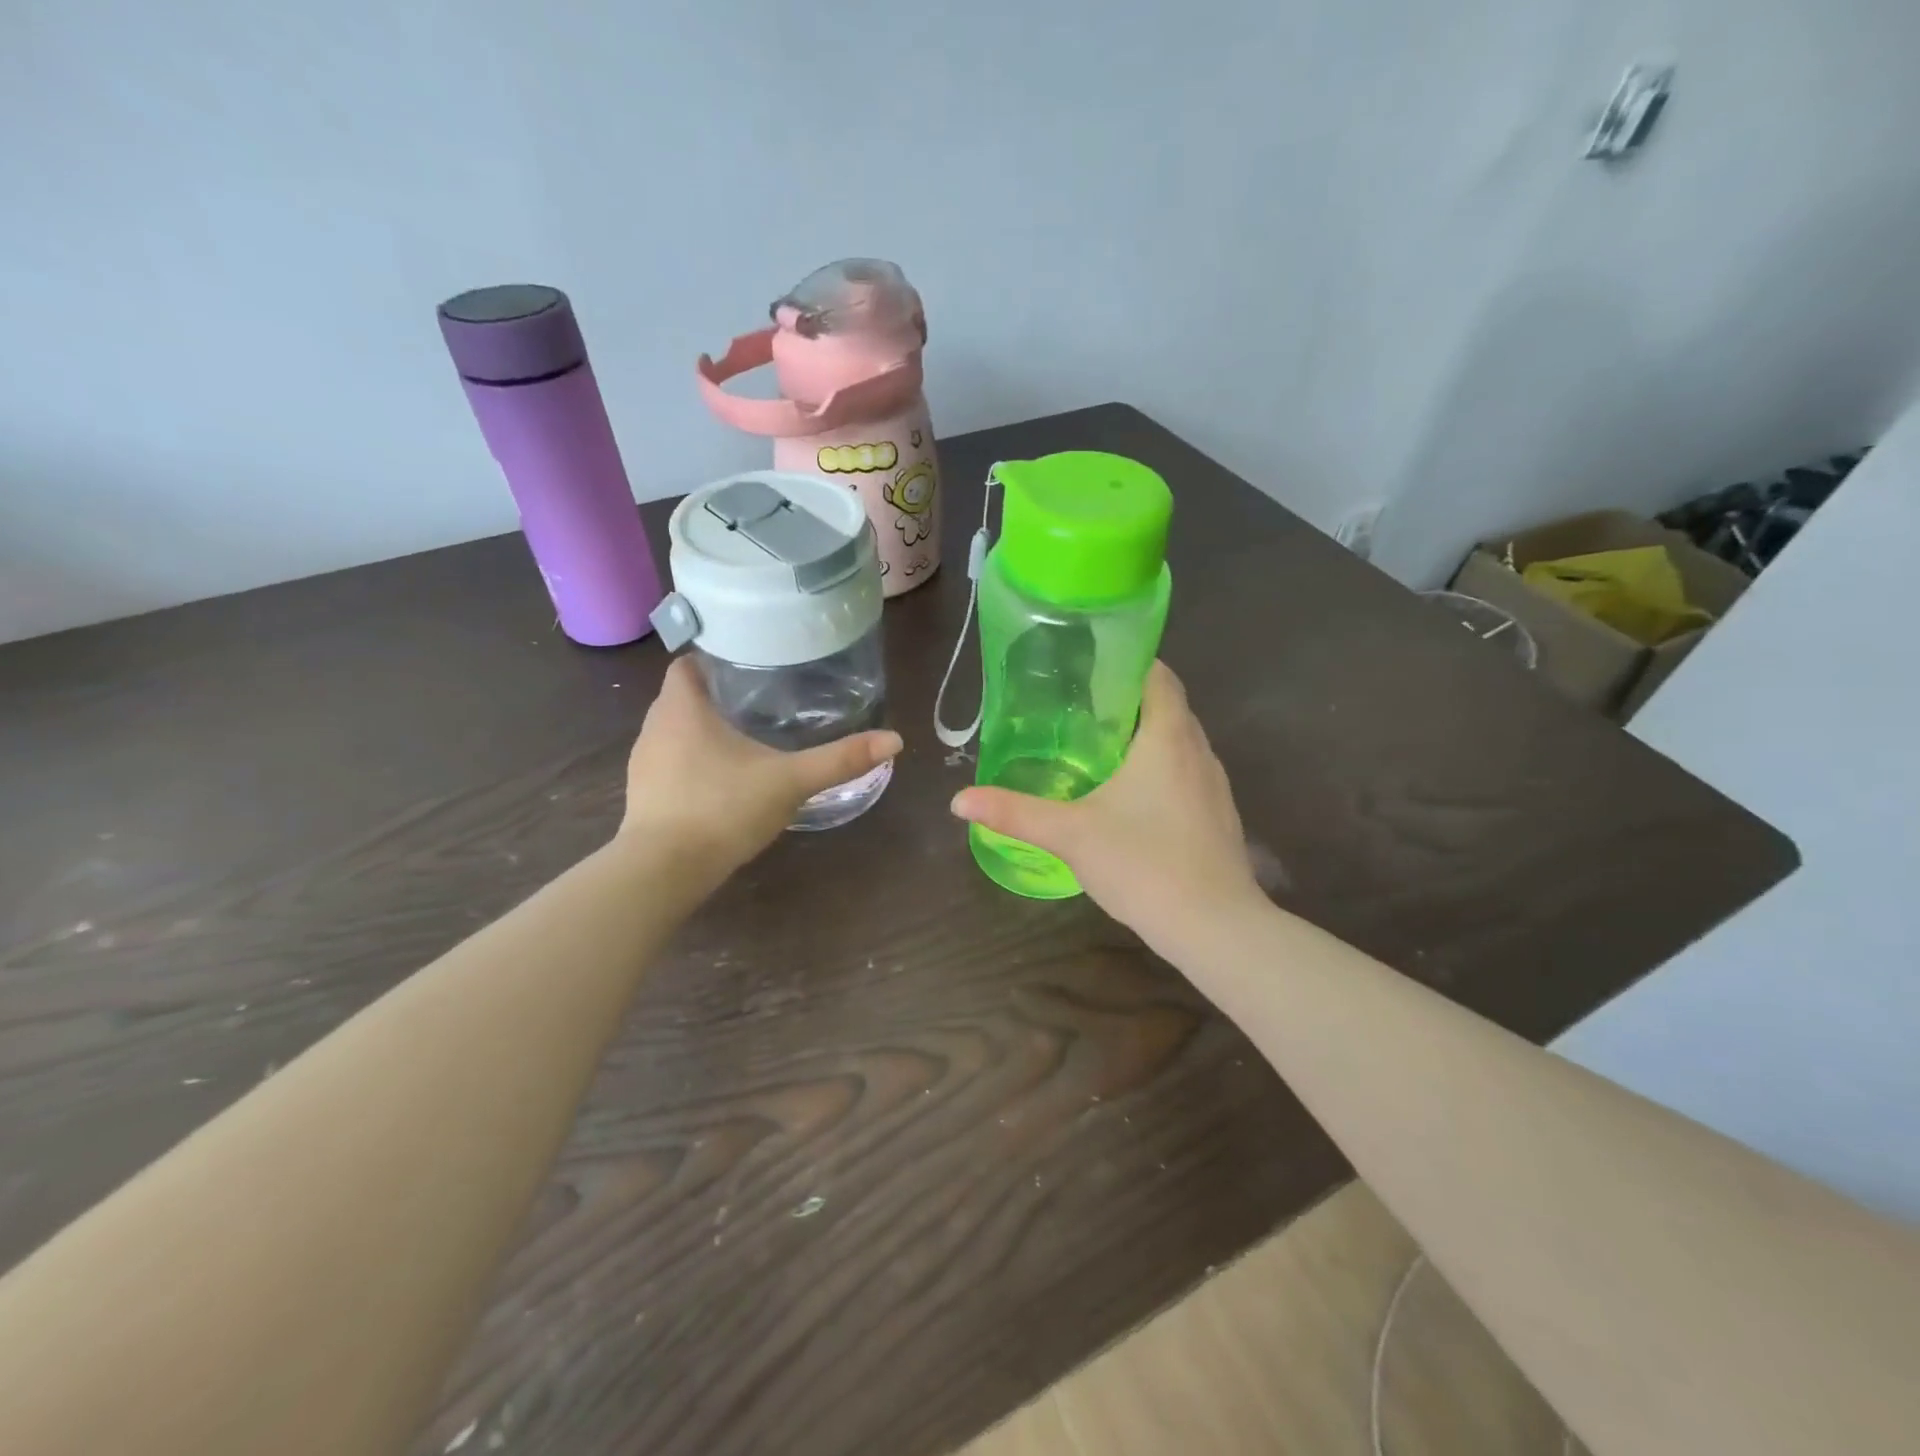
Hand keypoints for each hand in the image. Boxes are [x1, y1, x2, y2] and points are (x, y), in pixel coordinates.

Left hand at [620, 658, 902, 877]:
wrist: (665, 871)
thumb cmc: (723, 809)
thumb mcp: (790, 781)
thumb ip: (839, 760)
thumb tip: (894, 740)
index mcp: (682, 708)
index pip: (688, 663)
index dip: (714, 659)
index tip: (748, 664)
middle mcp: (655, 727)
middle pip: (682, 696)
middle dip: (715, 694)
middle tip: (759, 699)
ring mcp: (643, 763)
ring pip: (674, 731)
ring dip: (701, 730)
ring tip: (744, 735)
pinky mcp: (642, 795)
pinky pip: (669, 763)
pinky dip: (692, 762)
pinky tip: (721, 779)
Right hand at [949, 662, 1262, 957]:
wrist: (1214, 927)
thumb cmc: (1143, 864)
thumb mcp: (1070, 834)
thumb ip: (1014, 813)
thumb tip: (959, 800)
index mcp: (1168, 737)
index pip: (1158, 675)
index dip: (1129, 662)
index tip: (1090, 666)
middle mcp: (1199, 750)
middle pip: (1168, 706)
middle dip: (1128, 701)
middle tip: (1079, 707)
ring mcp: (1214, 785)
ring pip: (1180, 742)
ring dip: (1146, 737)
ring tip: (1099, 747)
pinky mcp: (1219, 816)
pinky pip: (1187, 774)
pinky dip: (1161, 769)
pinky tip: (1131, 798)